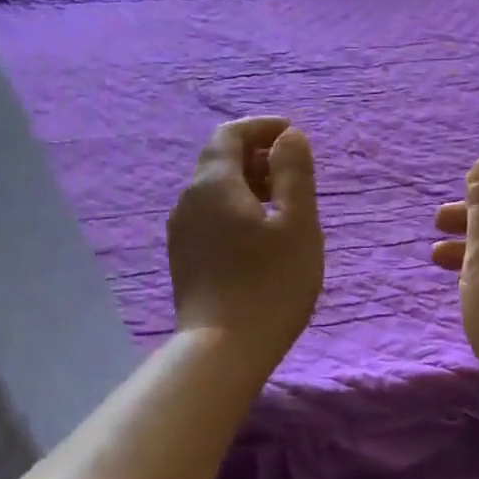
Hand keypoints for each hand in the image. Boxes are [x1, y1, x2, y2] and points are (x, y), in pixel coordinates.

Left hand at [169, 117, 323, 380]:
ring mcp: (181, 231)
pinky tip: (260, 237)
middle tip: (294, 175)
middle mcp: (189, 200)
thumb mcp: (297, 224)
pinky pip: (210, 216)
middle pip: (219, 160)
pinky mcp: (183, 258)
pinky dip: (236, 209)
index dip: (261, 127)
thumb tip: (289, 136)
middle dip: (257, 156)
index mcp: (214, 184)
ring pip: (214, 190)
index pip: (229, 134)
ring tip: (283, 206)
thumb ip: (294, 173)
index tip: (292, 136)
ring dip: (248, 184)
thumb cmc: (269, 284)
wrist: (222, 350)